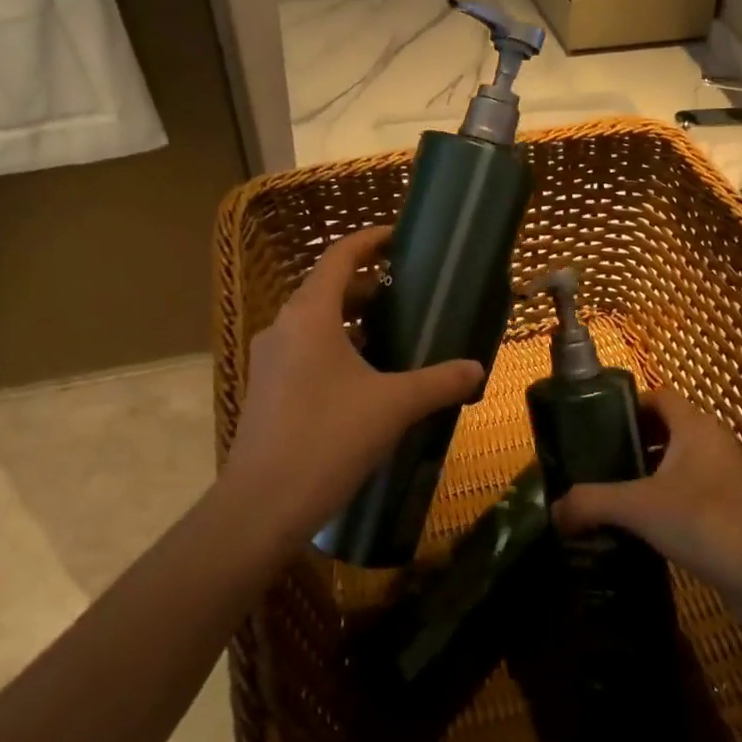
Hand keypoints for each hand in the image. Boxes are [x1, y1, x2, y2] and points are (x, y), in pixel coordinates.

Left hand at [222, 226, 482, 548]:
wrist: (263, 504)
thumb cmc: (330, 438)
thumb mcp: (394, 406)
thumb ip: (440, 382)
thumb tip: (477, 369)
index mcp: (309, 315)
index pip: (338, 257)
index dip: (368, 241)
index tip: (398, 238)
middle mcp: (283, 327)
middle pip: (325, 288)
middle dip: (365, 286)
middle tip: (404, 293)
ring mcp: (268, 360)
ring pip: (313, 323)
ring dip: (349, 320)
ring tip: (389, 334)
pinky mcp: (266, 389)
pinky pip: (303, 351)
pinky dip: (334, 347)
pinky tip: (362, 378)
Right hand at [552, 387, 741, 592]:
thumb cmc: (703, 520)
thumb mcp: (636, 507)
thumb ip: (590, 503)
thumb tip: (554, 510)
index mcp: (696, 427)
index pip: (660, 396)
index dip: (629, 406)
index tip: (598, 428)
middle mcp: (717, 443)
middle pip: (670, 430)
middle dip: (635, 444)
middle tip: (600, 466)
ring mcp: (732, 478)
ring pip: (684, 465)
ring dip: (654, 477)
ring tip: (618, 499)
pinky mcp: (740, 511)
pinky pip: (698, 494)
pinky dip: (673, 504)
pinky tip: (649, 531)